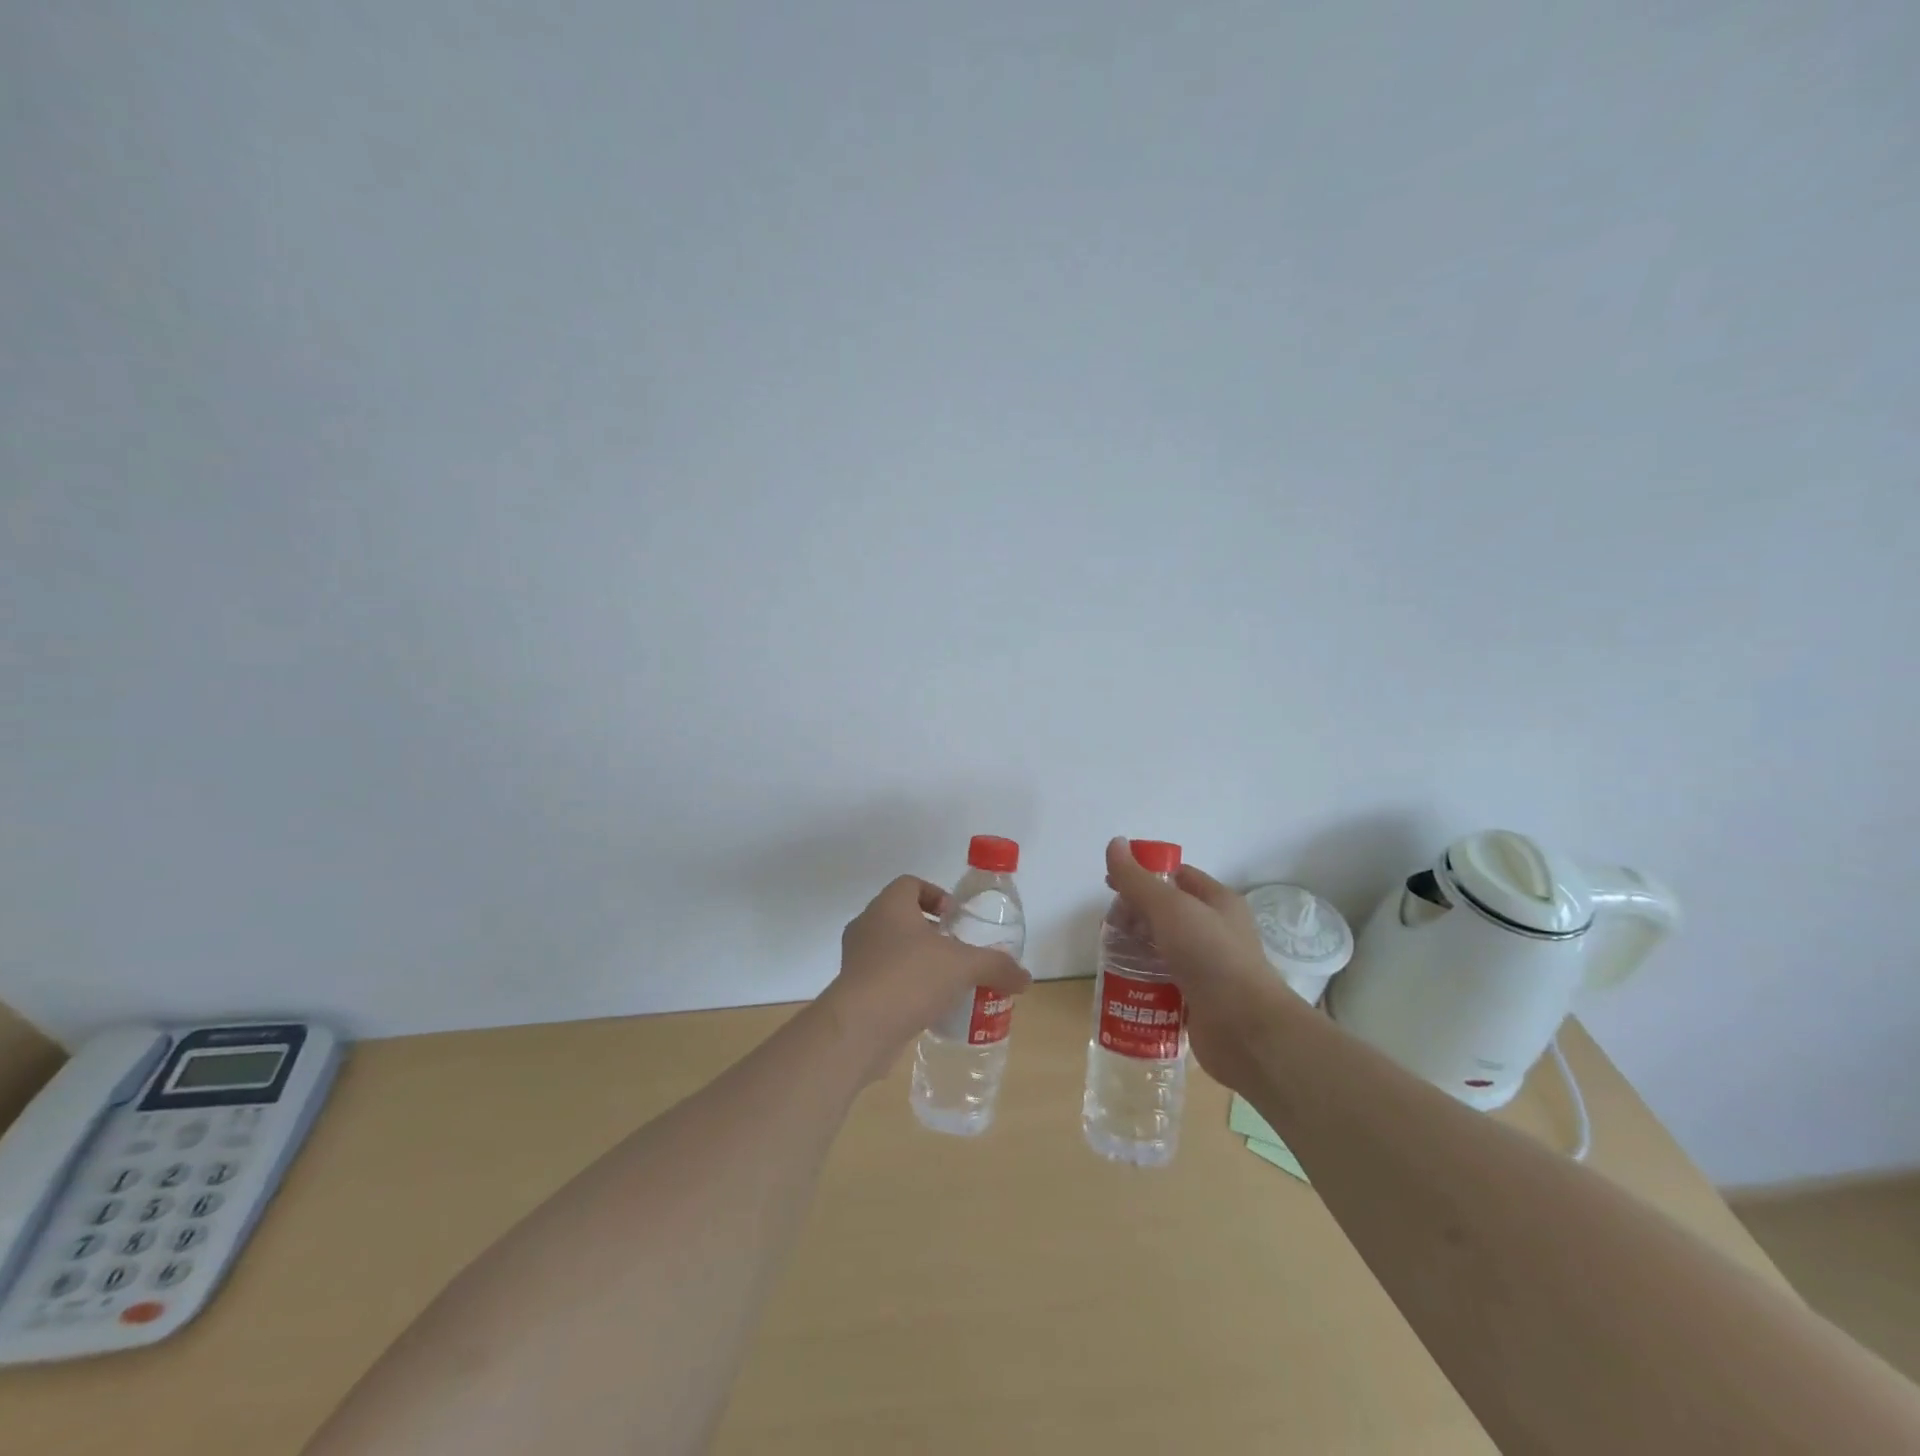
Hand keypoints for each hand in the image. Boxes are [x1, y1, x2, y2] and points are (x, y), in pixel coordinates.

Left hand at [822, 875, 1030, 1079]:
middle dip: (929, 931)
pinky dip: (902, 986)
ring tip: (944, 981)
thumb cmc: (911, 978)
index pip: (910, 884)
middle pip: (900, 916)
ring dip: (916, 959)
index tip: (954, 917)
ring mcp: (855, 958)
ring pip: (889, 948)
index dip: (935, 894)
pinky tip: (926, 1007)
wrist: (860, 1028)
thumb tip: (1026, 977)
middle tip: (955, 950)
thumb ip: (996, 966)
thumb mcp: (964, 967)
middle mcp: (867, 925)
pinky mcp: (851, 990)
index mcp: (889, 906)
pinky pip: (881, 978)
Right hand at [1103, 837, 1298, 1091]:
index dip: (1144, 876)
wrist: (1246, 1029)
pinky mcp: (1199, 1000)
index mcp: (1218, 902)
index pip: (1178, 876)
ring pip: (1163, 948)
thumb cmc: (1211, 956)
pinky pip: (1165, 982)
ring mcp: (1208, 967)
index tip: (1111, 885)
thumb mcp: (1170, 908)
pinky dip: (1144, 980)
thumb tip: (1114, 842)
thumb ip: (1138, 879)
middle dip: (1135, 915)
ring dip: (1136, 949)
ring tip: (1109, 955)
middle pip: (1166, 913)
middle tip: (1108, 927)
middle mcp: (1216, 931)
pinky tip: (1123, 984)